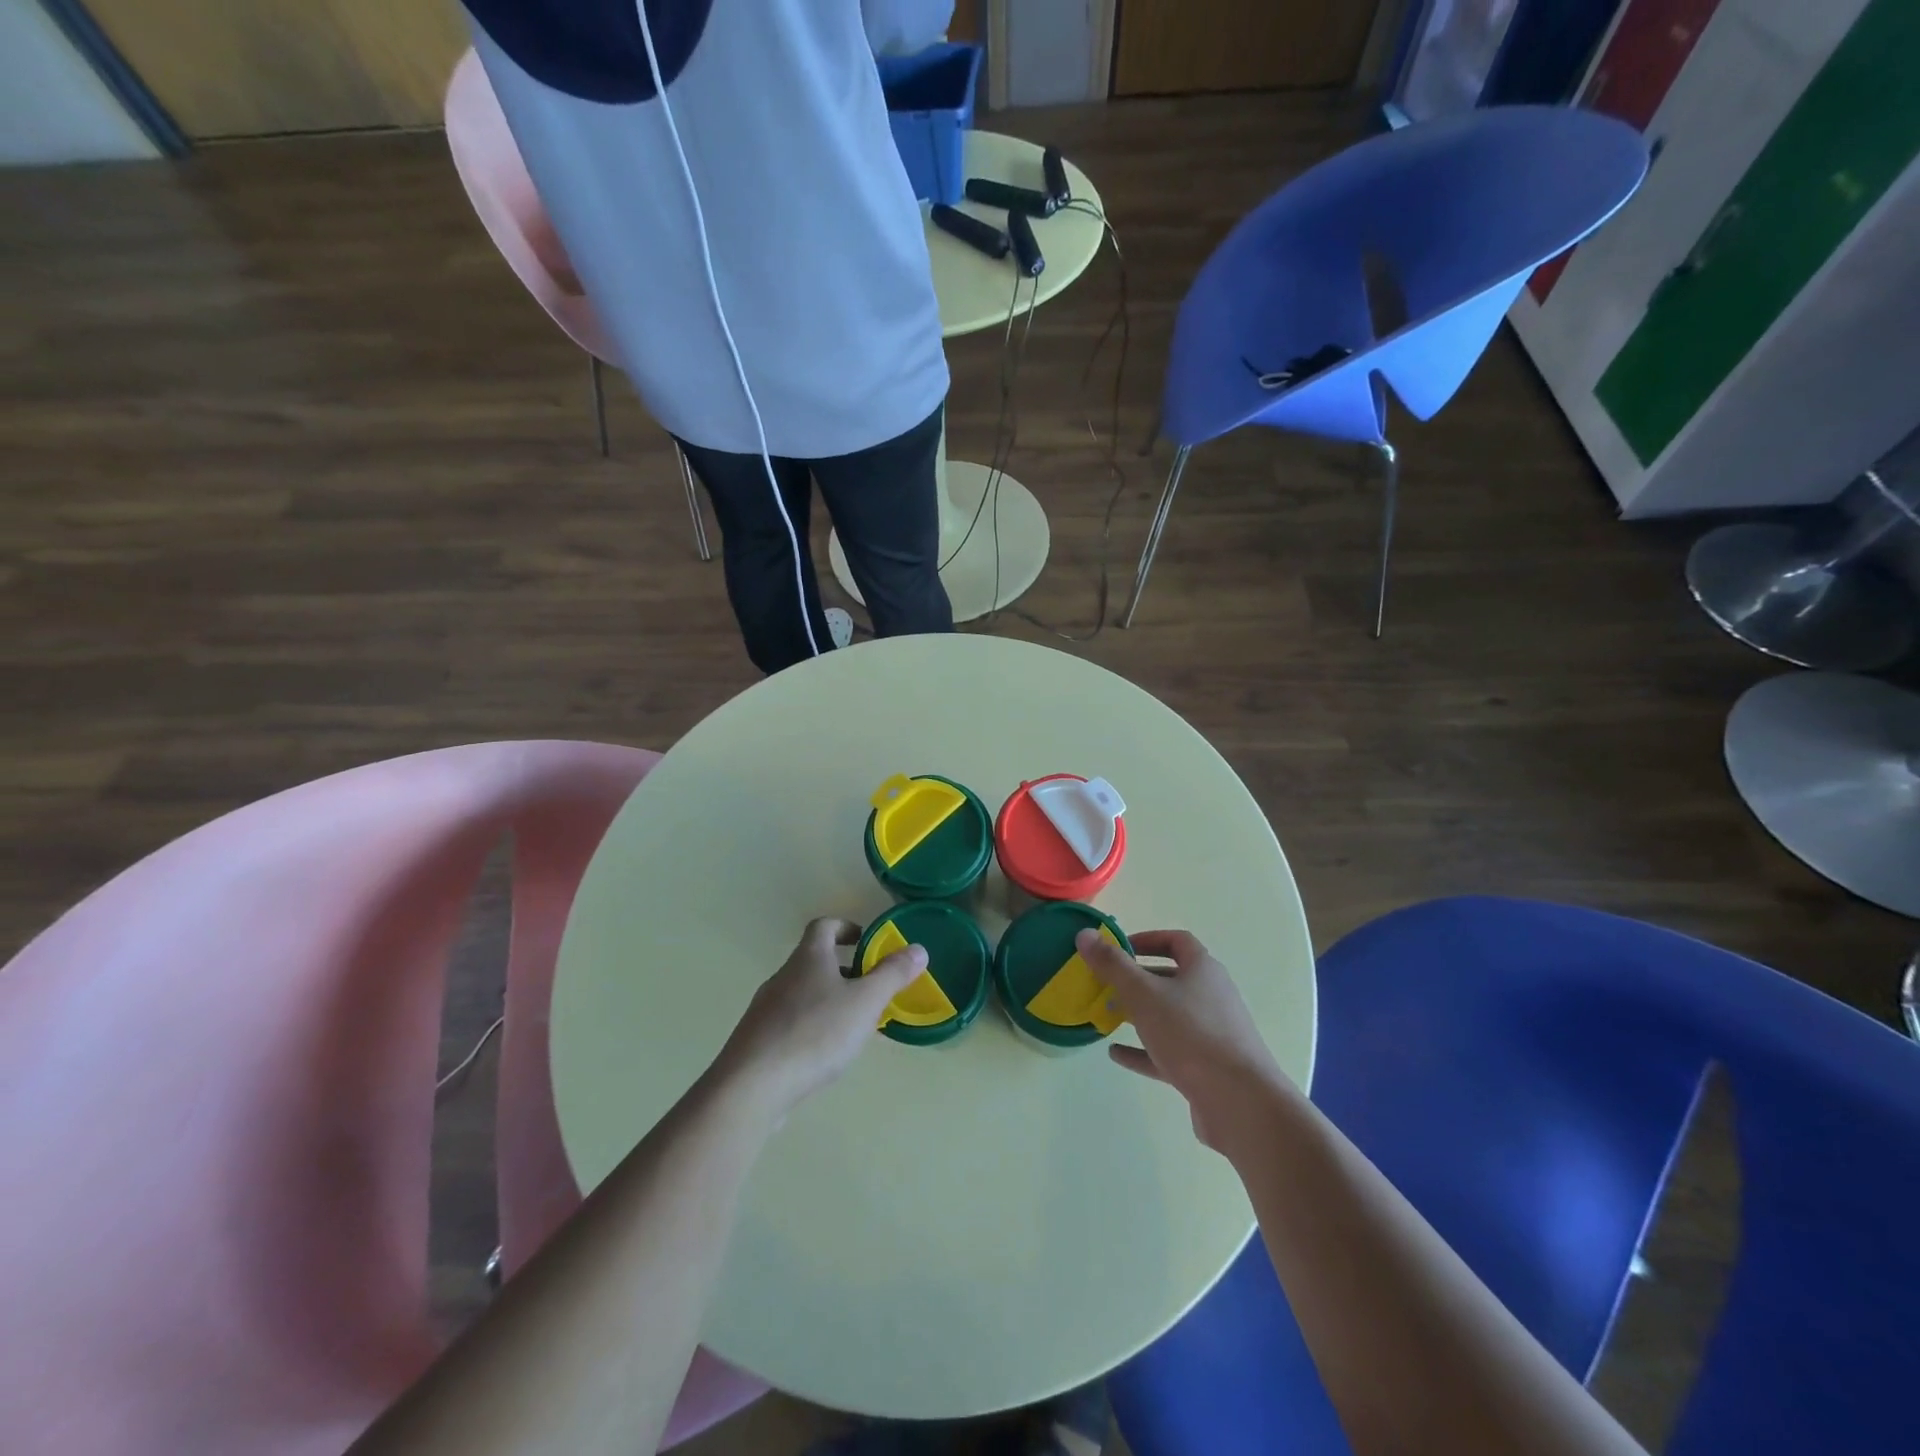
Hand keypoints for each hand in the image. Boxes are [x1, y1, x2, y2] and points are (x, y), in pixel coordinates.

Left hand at [714, 918, 926, 1122]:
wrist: (752, 1086)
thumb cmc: (815, 1033)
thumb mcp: (865, 1002)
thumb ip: (892, 975)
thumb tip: (918, 949)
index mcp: (808, 958)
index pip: (824, 926)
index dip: (845, 927)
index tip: (864, 941)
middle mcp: (783, 976)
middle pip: (813, 961)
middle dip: (842, 970)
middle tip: (868, 989)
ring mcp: (765, 1009)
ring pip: (802, 994)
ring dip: (827, 1000)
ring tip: (852, 1026)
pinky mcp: (756, 1041)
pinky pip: (789, 1023)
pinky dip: (810, 1027)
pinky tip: (823, 1054)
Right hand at [1078, 928, 1285, 1153]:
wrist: (1240, 1103)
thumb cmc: (1191, 1035)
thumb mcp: (1144, 994)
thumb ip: (1112, 965)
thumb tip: (1084, 934)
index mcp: (1203, 970)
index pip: (1177, 941)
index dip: (1147, 939)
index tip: (1118, 948)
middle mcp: (1211, 997)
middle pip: (1171, 979)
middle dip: (1136, 980)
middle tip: (1104, 984)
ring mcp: (1211, 1034)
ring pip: (1169, 1016)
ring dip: (1138, 1015)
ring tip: (1106, 1016)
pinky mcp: (1206, 1068)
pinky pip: (1169, 1051)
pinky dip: (1143, 1050)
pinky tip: (1116, 1054)